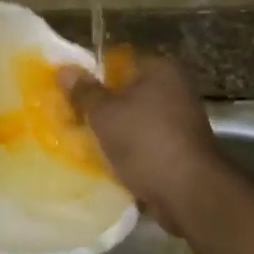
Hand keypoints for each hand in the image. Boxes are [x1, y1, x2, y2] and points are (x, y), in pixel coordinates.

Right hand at [59, 56, 226, 233]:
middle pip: (126, 91)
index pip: (118, 61)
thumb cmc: (145, 143)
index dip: (91, 75)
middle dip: (100, 107)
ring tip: (84, 144)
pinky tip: (108, 162)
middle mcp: (175, 88)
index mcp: (160, 69)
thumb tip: (65, 69)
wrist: (188, 192)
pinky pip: (145, 142)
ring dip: (113, 131)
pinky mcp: (180, 148)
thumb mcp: (105, 115)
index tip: (68, 93)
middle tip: (71, 120)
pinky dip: (128, 150)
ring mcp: (180, 119)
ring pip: (134, 119)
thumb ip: (84, 92)